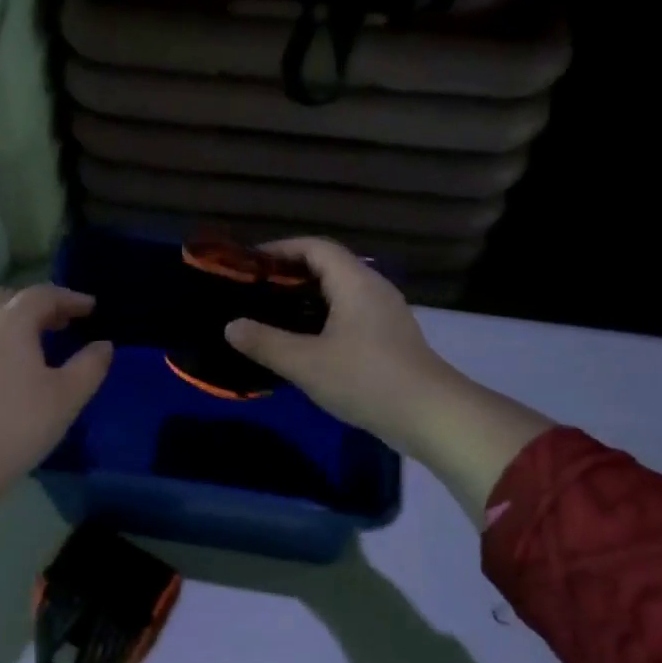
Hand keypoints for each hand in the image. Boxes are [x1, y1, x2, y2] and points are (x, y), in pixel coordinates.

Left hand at [0, 285, 112, 498]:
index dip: (70, 299)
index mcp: (11, 319)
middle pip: (8, 299)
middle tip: (60, 323)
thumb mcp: (66, 396)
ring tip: (25, 339)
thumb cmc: (17, 423)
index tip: (91, 308)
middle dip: (37, 306)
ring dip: (6, 319)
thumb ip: (90, 366)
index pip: (44, 295)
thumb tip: (103, 346)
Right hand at [224, 238, 458, 456]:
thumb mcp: (305, 363)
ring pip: (339, 293)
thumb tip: (231, 326)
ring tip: (271, 316)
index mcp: (354, 282)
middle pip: (327, 267)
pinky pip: (348, 315)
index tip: (249, 264)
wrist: (430, 414)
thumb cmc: (366, 379)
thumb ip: (265, 342)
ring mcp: (385, 314)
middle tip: (253, 292)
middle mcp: (372, 288)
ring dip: (305, 299)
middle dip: (288, 274)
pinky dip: (321, 319)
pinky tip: (303, 344)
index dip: (280, 249)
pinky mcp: (389, 338)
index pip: (315, 247)